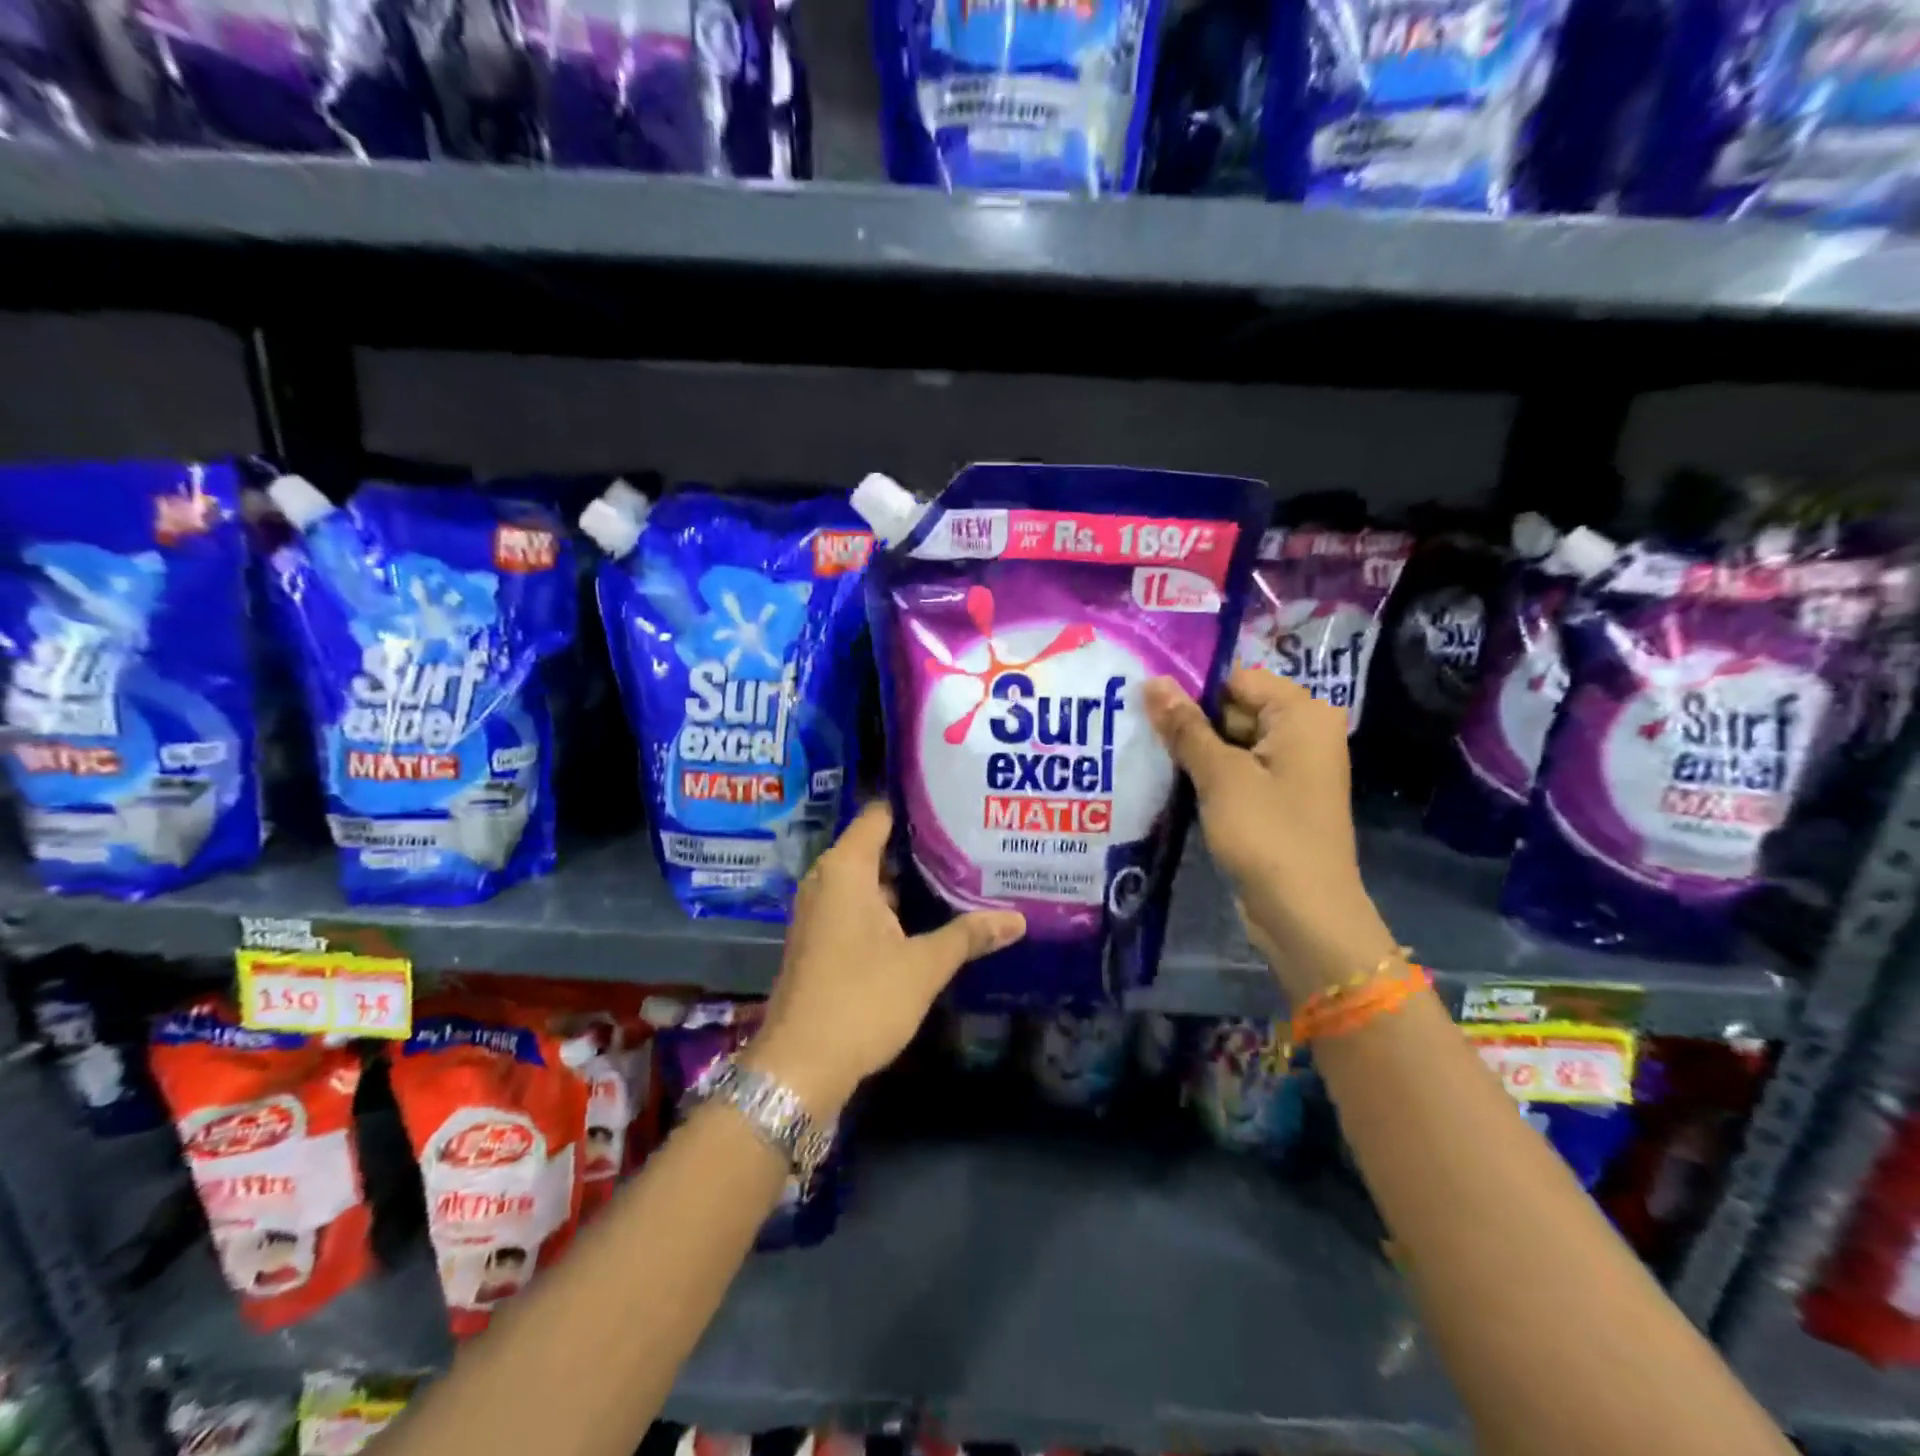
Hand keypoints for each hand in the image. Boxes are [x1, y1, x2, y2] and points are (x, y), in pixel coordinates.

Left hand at [745, 802, 1025, 1115]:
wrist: (799, 1066)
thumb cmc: (861, 1001)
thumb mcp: (923, 966)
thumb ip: (968, 935)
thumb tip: (1017, 919)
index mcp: (845, 869)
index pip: (879, 814)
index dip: (915, 806)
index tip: (955, 802)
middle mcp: (826, 880)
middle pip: (876, 846)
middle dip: (920, 846)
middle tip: (969, 840)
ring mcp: (820, 911)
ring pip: (869, 880)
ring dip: (906, 880)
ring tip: (958, 873)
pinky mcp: (821, 939)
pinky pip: (859, 905)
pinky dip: (889, 906)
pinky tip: (927, 916)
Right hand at [1143, 669, 1395, 999]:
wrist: (1304, 915)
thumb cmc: (1268, 834)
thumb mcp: (1220, 775)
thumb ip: (1185, 727)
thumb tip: (1152, 681)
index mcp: (1302, 714)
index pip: (1237, 679)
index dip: (1191, 688)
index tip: (1141, 697)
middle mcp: (1301, 734)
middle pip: (1233, 709)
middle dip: (1187, 720)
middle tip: (1131, 721)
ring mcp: (1288, 770)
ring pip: (1229, 743)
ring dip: (1191, 750)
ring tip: (1138, 745)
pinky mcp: (1273, 800)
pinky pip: (1234, 773)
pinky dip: (1204, 775)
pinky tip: (1162, 777)